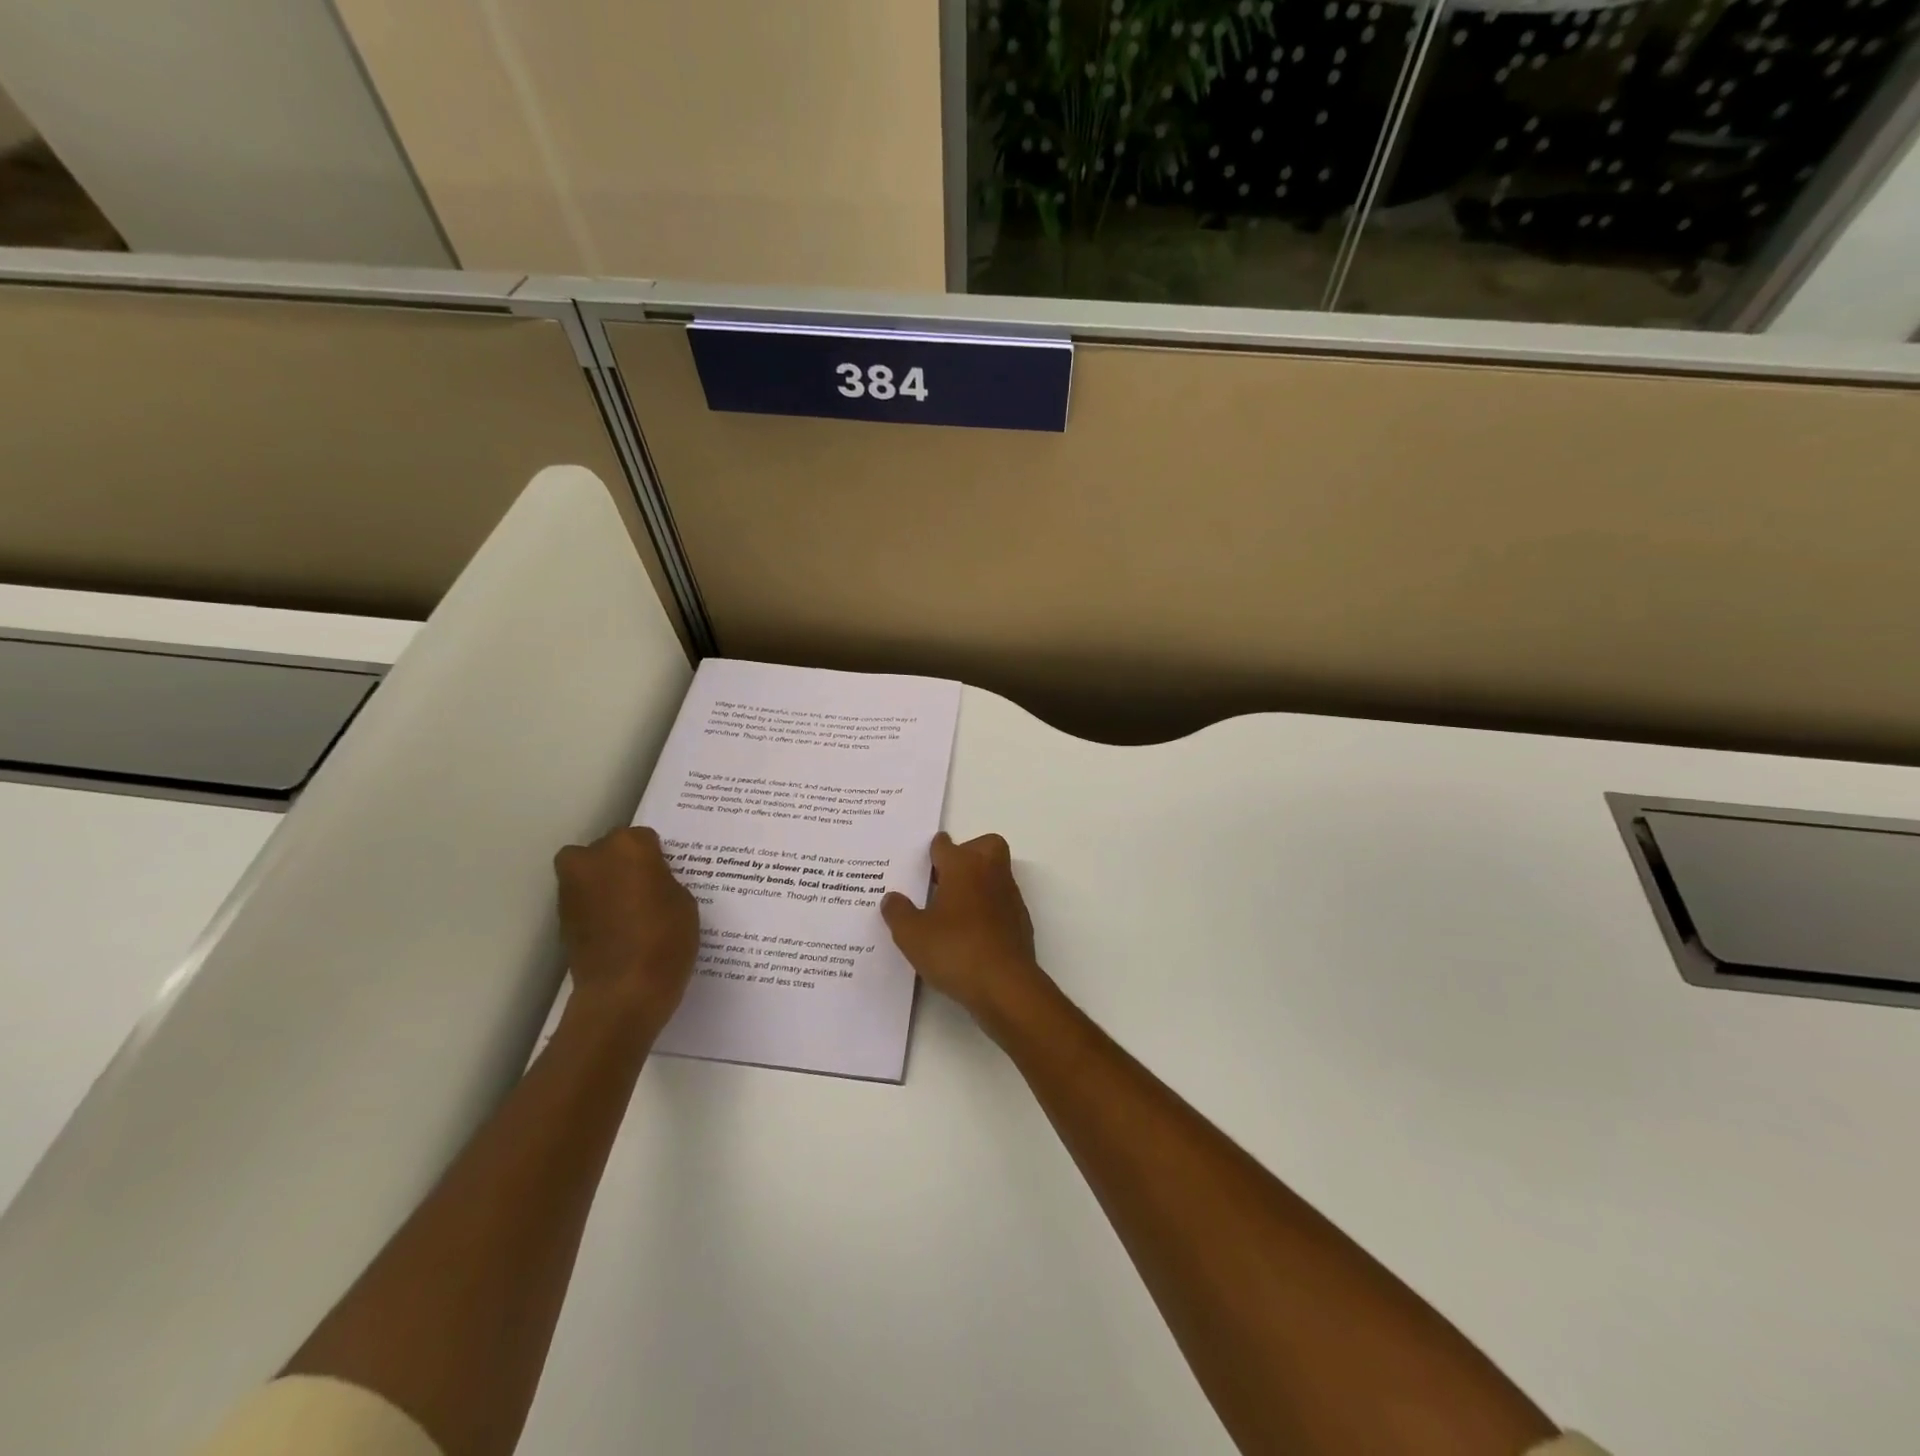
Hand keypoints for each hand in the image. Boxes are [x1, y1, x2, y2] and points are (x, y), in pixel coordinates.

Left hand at [553, 826, 698, 1037]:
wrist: (623, 992)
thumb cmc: (665, 940)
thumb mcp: (684, 901)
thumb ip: (663, 880)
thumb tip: (649, 881)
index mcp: (629, 847)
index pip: (644, 839)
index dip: (656, 858)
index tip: (666, 877)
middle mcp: (592, 858)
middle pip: (609, 850)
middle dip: (623, 864)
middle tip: (646, 889)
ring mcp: (571, 888)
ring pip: (590, 873)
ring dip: (606, 884)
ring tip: (631, 911)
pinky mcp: (562, 918)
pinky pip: (584, 901)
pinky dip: (597, 908)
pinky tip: (618, 929)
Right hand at [882, 832, 1054, 1035]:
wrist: (1006, 986)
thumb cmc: (955, 950)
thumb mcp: (912, 935)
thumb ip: (898, 912)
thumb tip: (892, 898)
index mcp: (963, 866)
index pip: (945, 845)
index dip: (932, 851)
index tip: (921, 864)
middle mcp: (990, 873)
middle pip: (984, 845)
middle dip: (967, 852)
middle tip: (944, 877)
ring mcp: (1010, 896)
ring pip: (995, 873)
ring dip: (978, 882)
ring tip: (952, 908)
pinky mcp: (1021, 921)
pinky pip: (1001, 902)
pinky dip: (988, 908)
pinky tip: (970, 932)